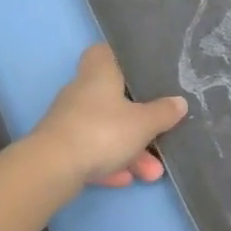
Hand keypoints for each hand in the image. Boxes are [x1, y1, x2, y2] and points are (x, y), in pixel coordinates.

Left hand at [34, 44, 188, 187]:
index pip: (103, 52)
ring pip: (105, 130)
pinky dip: (109, 163)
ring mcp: (69, 121)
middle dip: (138, 120)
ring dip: (129, 150)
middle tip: (159, 131)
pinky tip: (125, 179)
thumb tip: (179, 102)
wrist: (51, 169)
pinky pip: (91, 151)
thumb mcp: (144, 123)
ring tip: (152, 173)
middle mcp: (81, 92)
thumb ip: (163, 112)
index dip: (121, 57)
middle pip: (113, 98)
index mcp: (99, 74)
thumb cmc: (102, 131)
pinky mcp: (60, 148)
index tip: (140, 68)